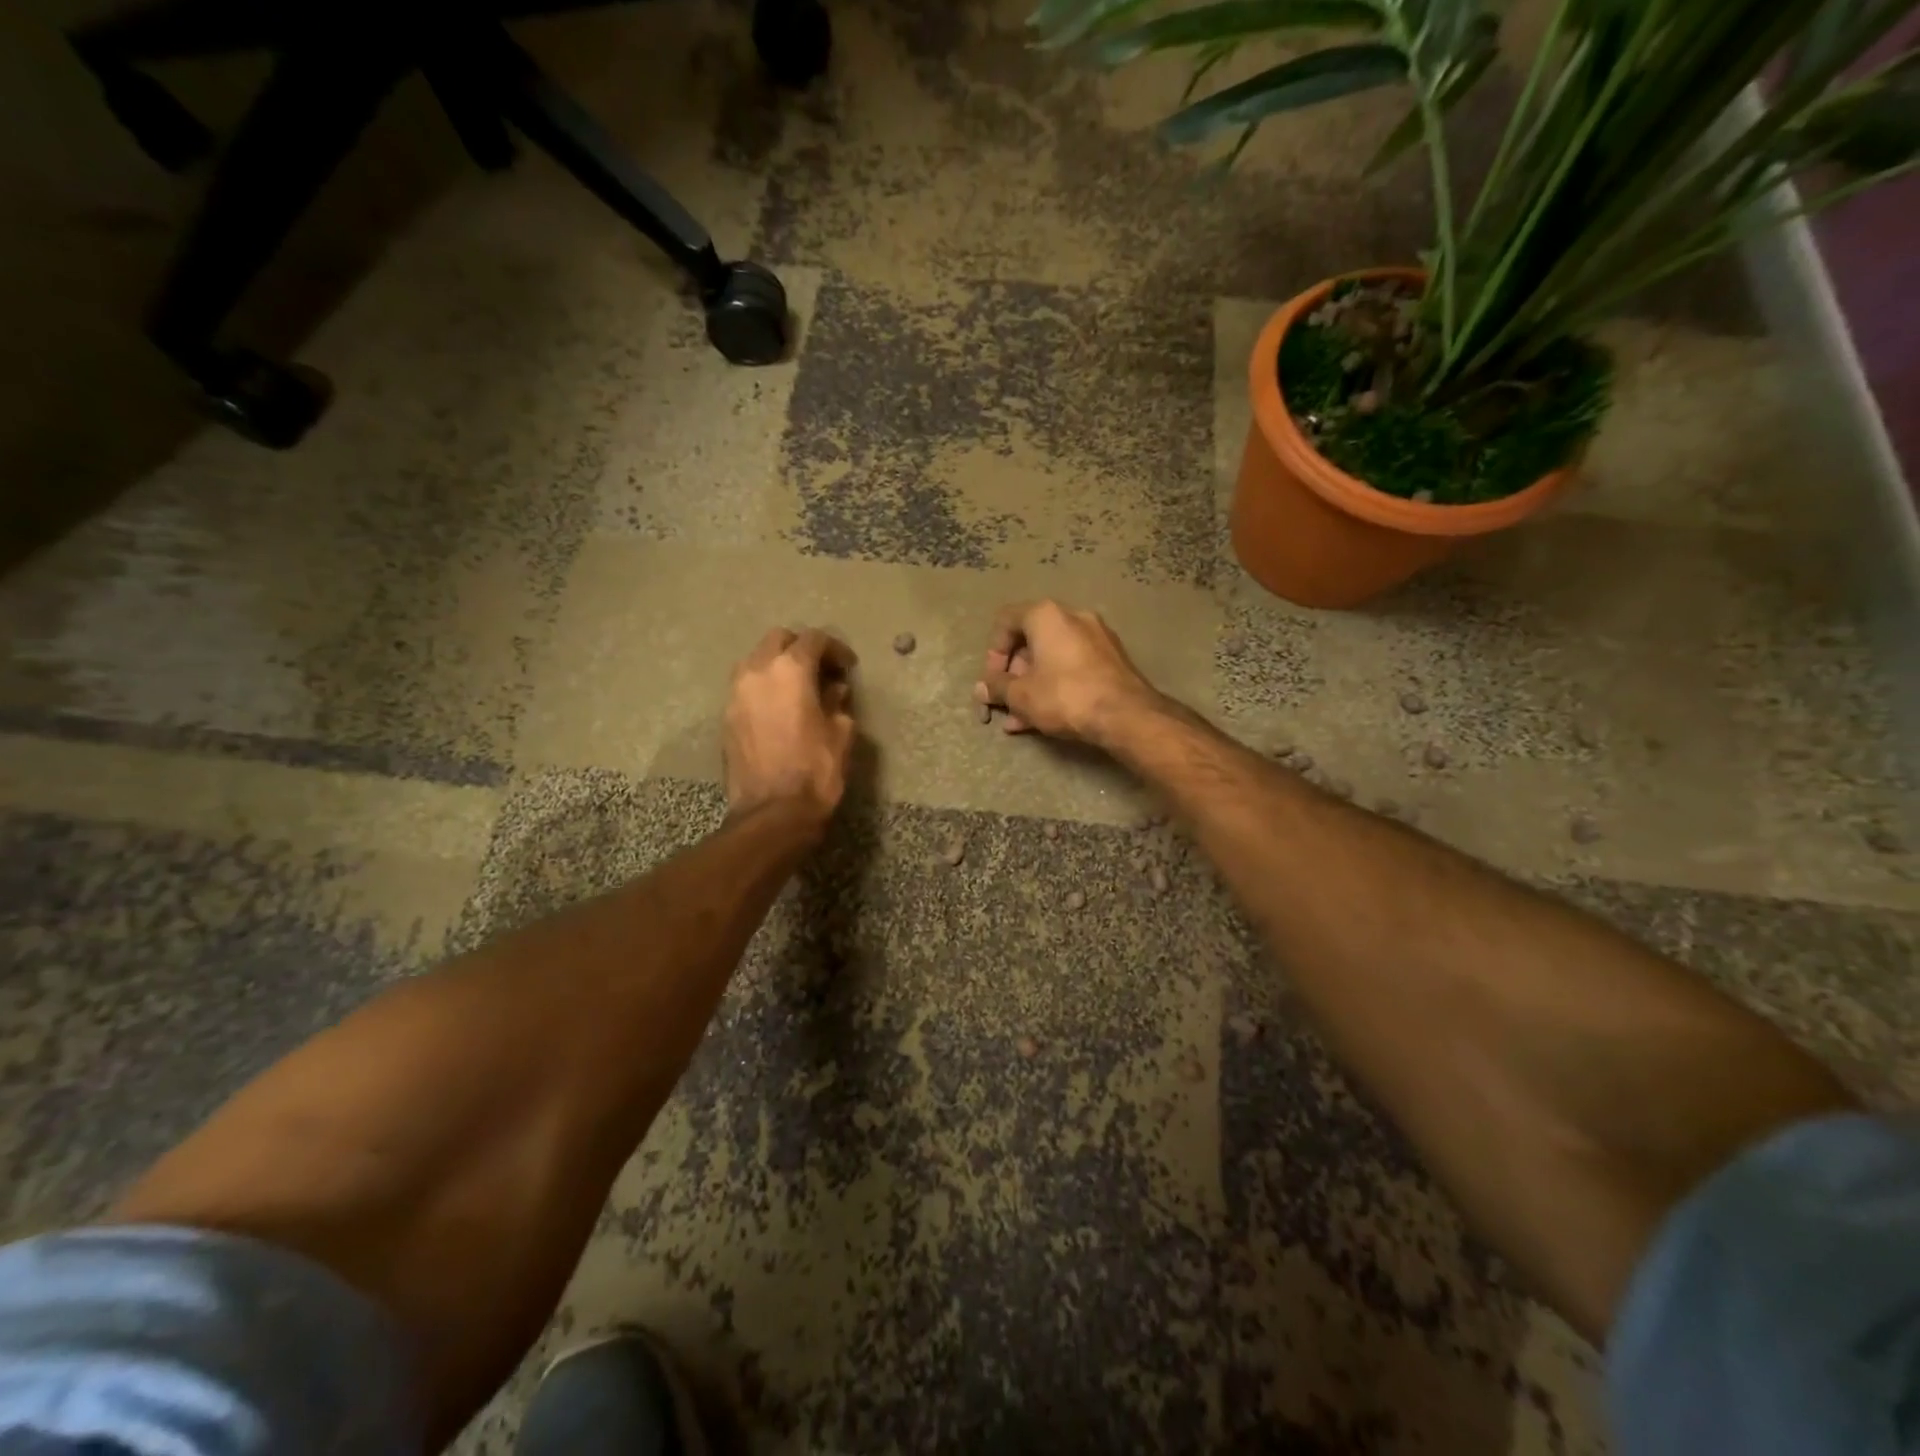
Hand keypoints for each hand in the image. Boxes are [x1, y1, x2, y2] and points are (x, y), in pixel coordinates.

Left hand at [724, 627, 857, 824]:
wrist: (772, 812)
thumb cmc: (816, 770)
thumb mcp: (841, 734)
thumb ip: (838, 702)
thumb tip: (833, 689)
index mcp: (790, 670)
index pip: (814, 640)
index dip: (835, 649)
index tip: (848, 666)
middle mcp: (757, 671)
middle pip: (778, 640)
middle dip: (801, 648)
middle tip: (822, 670)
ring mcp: (736, 693)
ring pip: (756, 660)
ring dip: (778, 665)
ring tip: (798, 687)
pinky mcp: (726, 716)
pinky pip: (746, 686)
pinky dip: (764, 687)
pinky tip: (780, 708)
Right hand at [975, 600, 1159, 744]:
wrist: (1126, 715)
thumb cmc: (1064, 696)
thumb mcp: (1020, 695)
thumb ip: (996, 688)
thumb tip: (982, 688)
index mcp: (1046, 615)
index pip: (1005, 621)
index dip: (992, 653)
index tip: (993, 681)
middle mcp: (1073, 617)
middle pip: (1030, 641)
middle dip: (1013, 675)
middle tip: (1005, 701)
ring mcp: (1097, 637)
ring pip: (1052, 659)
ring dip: (1032, 685)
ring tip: (1019, 718)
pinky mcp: (1112, 659)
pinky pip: (1072, 668)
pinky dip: (1055, 686)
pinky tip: (1044, 717)